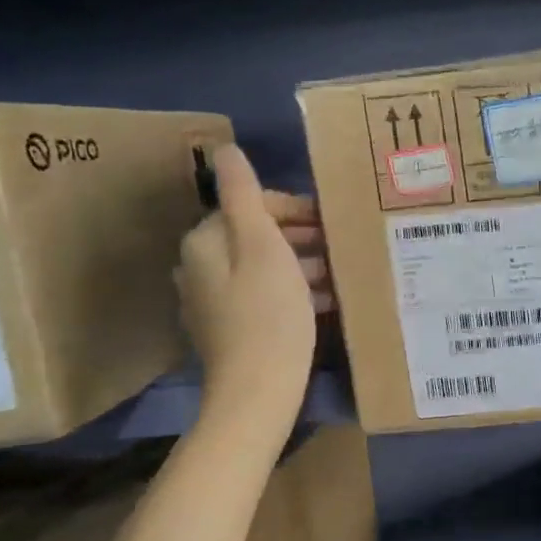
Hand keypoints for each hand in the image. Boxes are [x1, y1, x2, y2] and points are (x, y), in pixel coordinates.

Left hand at [176, 146, 316, 420]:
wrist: (258, 392)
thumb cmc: (268, 314)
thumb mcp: (262, 246)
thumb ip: (244, 194)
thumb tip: (225, 149)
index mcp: (204, 243)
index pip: (249, 206)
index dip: (294, 210)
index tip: (331, 222)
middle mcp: (199, 268)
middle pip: (255, 237)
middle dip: (299, 238)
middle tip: (340, 245)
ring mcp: (212, 303)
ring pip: (263, 268)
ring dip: (301, 265)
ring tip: (340, 273)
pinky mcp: (229, 330)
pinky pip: (264, 296)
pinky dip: (293, 292)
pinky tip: (325, 302)